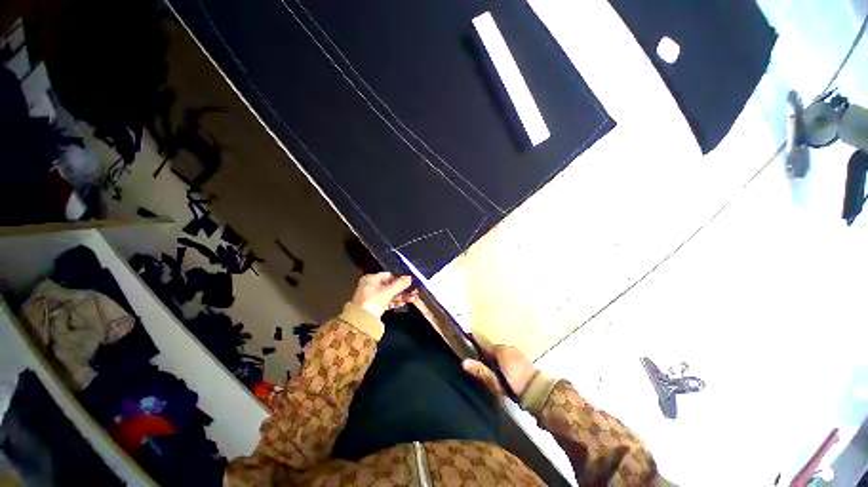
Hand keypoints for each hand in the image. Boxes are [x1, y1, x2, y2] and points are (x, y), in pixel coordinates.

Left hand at [350, 272, 417, 317]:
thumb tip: (409, 278)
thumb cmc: (372, 302)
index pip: (389, 275)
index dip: (400, 278)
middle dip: (402, 288)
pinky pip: (387, 301)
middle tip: (413, 290)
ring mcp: (373, 297)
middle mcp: (371, 286)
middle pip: (390, 285)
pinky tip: (404, 303)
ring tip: (412, 298)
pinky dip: (395, 302)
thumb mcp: (388, 291)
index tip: (409, 280)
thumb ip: (399, 284)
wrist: (362, 322)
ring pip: (390, 294)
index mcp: (371, 279)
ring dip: (401, 296)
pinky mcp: (375, 307)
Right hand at [462, 345, 537, 398]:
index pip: (487, 348)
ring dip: (503, 363)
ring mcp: (520, 353)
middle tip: (492, 374)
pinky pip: (514, 360)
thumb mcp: (494, 380)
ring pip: (506, 356)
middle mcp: (510, 347)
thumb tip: (464, 362)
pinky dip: (511, 365)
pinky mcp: (527, 361)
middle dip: (494, 360)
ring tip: (502, 377)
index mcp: (501, 349)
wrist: (538, 392)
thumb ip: (480, 370)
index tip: (481, 365)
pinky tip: (511, 377)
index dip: (484, 356)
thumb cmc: (513, 384)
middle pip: (497, 352)